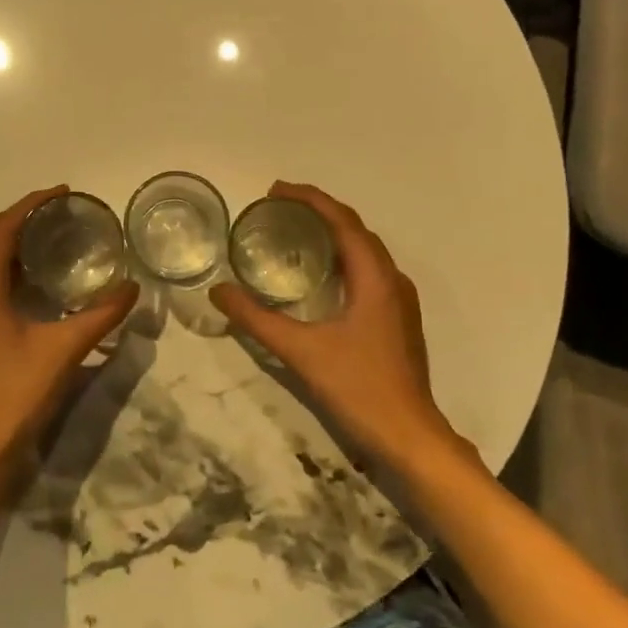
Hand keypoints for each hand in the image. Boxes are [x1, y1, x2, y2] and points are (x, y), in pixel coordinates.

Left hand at [0, 187, 138, 490]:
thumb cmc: (13, 395)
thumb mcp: (62, 350)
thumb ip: (99, 315)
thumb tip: (132, 286)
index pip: (0, 231)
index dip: (29, 205)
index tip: (63, 193)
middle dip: (25, 220)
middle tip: (65, 212)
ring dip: (20, 244)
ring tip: (59, 236)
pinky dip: (17, 270)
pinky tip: (46, 280)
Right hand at [212, 182, 455, 464]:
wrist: (409, 436)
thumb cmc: (358, 388)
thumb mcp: (301, 351)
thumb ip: (257, 319)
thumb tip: (219, 291)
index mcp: (374, 277)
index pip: (342, 221)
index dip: (310, 199)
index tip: (275, 191)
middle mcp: (392, 279)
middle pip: (355, 229)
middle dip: (318, 211)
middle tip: (278, 208)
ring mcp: (398, 300)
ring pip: (364, 250)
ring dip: (332, 233)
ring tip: (294, 232)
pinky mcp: (397, 319)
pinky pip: (368, 271)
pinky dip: (342, 258)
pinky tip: (319, 275)